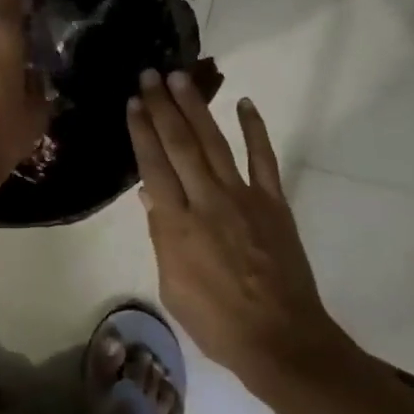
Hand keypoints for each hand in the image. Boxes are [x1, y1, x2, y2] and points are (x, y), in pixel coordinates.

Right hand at [126, 72, 350, 381]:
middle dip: (162, 107)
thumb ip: (162, 238)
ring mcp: (243, 198)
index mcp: (177, 225)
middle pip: (180, 145)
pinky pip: (263, 158)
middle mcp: (207, 201)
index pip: (153, 166)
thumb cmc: (217, 323)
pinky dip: (255, 129)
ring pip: (214, 143)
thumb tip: (151, 197)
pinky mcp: (273, 202)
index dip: (141, 132)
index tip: (133, 103)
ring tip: (181, 78)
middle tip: (150, 75)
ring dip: (196, 108)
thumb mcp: (173, 288)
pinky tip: (245, 103)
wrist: (280, 338)